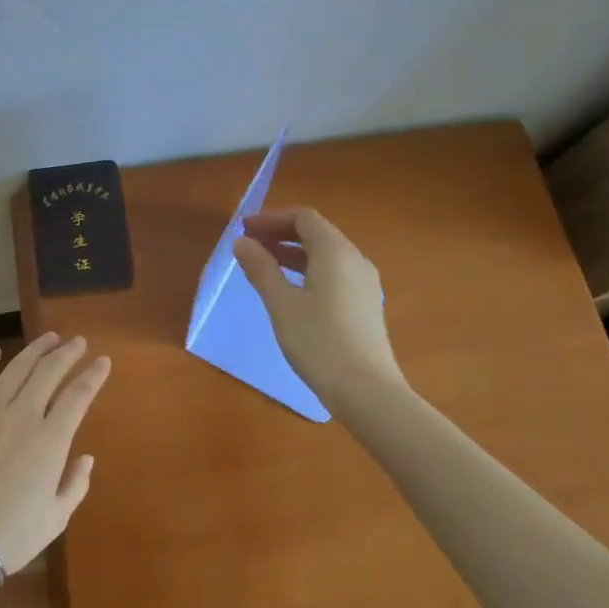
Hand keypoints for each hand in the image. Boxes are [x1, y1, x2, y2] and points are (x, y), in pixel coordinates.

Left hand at [0, 333, 109, 573]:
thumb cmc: (10, 537)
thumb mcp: (55, 519)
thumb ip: (76, 484)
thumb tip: (86, 458)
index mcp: (50, 440)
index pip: (78, 395)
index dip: (94, 375)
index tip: (103, 361)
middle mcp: (21, 417)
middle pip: (48, 373)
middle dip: (67, 353)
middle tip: (78, 342)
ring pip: (14, 370)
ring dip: (34, 350)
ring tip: (48, 338)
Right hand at [235, 206, 403, 410]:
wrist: (366, 390)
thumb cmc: (319, 342)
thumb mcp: (282, 304)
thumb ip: (261, 269)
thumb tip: (242, 242)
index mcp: (335, 252)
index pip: (303, 217)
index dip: (271, 218)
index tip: (244, 230)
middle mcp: (355, 259)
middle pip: (317, 232)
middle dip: (281, 233)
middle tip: (250, 244)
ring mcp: (365, 282)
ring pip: (326, 254)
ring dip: (294, 252)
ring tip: (265, 264)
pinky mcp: (366, 303)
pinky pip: (335, 272)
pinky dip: (309, 269)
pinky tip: (292, 289)